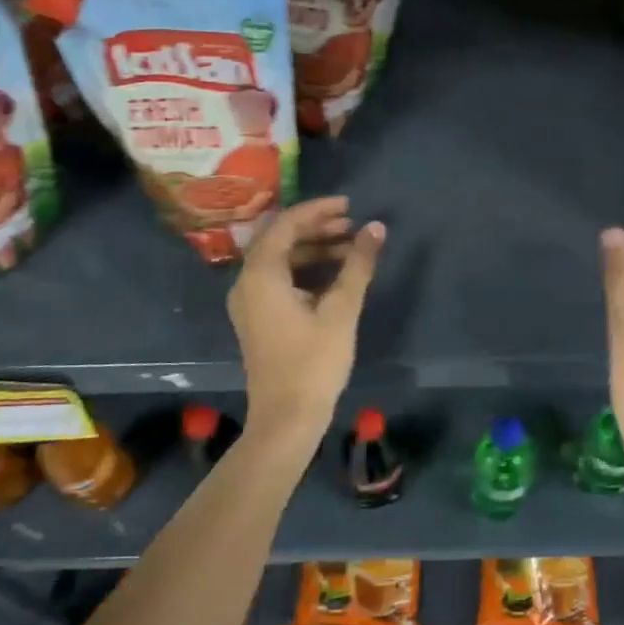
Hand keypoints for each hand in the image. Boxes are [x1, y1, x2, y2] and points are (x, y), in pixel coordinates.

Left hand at [228, 196, 384, 450]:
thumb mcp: (342, 309)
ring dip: (314, 248)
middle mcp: (247, 282)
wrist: (287, 419)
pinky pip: (279, 279)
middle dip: (317, 228)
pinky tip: (336, 275)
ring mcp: (250, 302)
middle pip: (280, 239)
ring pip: (281, 259)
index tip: (349, 205)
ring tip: (351, 248)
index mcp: (261, 274)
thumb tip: (376, 227)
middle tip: (353, 226)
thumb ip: (358, 264)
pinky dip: (306, 269)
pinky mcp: (258, 318)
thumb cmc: (314, 361)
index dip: (318, 210)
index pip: (286, 224)